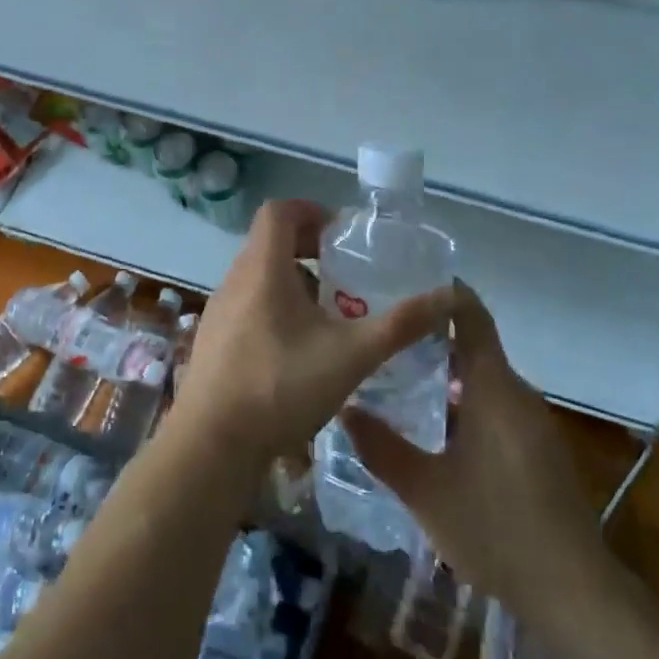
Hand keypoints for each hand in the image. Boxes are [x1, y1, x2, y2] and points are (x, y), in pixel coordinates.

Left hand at [171, 200, 447, 469]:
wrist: (209, 447)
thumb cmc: (280, 387)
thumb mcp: (351, 355)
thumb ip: (400, 325)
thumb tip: (449, 298)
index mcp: (263, 268)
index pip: (279, 211)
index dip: (312, 211)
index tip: (342, 235)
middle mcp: (236, 279)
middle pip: (271, 243)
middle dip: (311, 250)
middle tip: (347, 276)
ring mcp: (220, 311)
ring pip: (260, 277)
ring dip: (295, 283)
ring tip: (331, 315)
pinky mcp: (214, 340)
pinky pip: (249, 305)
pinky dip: (277, 309)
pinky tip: (301, 352)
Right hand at [341, 282, 604, 625]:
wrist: (573, 590)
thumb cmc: (494, 528)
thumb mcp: (425, 490)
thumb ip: (381, 447)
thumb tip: (344, 408)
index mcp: (493, 386)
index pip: (472, 316)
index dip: (444, 293)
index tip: (406, 281)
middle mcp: (518, 393)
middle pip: (475, 346)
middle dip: (433, 337)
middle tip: (387, 336)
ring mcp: (534, 421)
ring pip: (486, 379)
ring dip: (449, 373)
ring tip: (402, 377)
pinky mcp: (541, 448)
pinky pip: (499, 405)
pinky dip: (468, 400)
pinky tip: (439, 427)